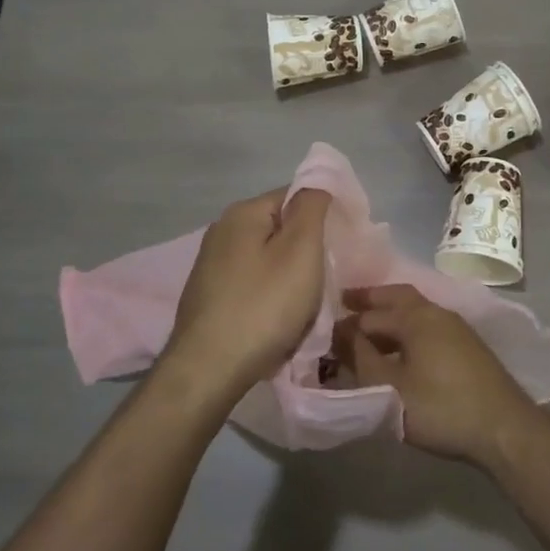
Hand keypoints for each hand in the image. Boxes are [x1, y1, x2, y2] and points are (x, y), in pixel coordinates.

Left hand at [156, 187, 331, 411]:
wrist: (209, 369)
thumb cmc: (263, 306)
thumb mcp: (300, 250)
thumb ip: (312, 208)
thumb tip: (317, 181)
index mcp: (243, 212)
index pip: (294, 195)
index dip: (323, 216)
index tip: (341, 246)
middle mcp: (221, 231)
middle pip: (279, 228)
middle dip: (306, 251)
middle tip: (325, 279)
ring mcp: (211, 265)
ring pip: (267, 259)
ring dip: (289, 278)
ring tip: (304, 306)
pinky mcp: (208, 296)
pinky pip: (252, 284)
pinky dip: (269, 297)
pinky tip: (276, 320)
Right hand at [339, 285, 539, 465]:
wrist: (504, 429)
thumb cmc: (440, 407)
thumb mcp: (389, 388)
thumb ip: (361, 359)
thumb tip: (341, 334)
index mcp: (415, 316)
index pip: (369, 314)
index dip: (344, 325)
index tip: (322, 333)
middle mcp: (435, 312)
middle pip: (396, 297)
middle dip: (370, 299)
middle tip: (345, 302)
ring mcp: (455, 328)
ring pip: (414, 311)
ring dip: (389, 315)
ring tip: (368, 330)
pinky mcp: (467, 347)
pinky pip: (426, 326)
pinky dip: (407, 328)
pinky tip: (400, 350)